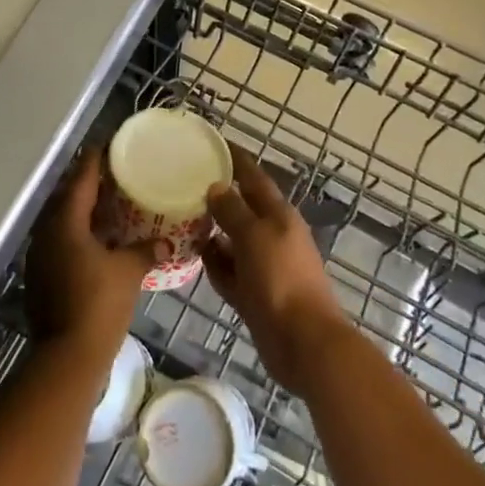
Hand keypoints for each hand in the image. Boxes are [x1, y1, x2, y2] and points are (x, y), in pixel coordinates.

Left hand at [25, 145, 158, 359]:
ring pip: (64, 222)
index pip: (81, 180)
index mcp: (65, 222)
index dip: (94, 161)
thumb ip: (146, 251)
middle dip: (89, 186)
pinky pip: (61, 243)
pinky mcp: (41, 277)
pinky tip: (99, 242)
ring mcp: (40, 256)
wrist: (67, 357)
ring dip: (84, 213)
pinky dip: (79, 236)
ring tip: (110, 205)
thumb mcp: (128, 273)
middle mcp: (47, 232)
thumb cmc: (98, 305)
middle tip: (114, 175)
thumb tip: (167, 241)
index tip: (107, 145)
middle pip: (68, 198)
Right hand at [202, 144, 352, 394]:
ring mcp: (263, 266)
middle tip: (184, 182)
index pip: (253, 177)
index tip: (212, 143)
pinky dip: (214, 264)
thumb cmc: (280, 279)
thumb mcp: (254, 236)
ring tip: (180, 218)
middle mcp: (271, 235)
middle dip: (217, 196)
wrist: (303, 342)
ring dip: (211, 231)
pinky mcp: (254, 293)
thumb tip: (216, 187)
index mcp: (278, 215)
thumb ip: (233, 210)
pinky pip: (229, 271)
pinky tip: (193, 257)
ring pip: (232, 240)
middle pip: (241, 208)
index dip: (235, 159)